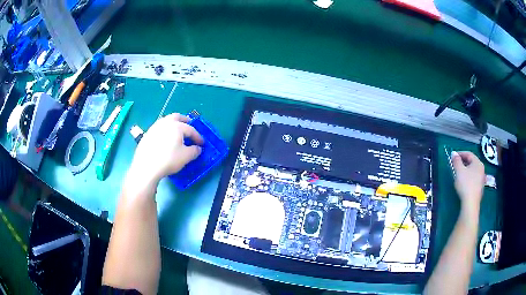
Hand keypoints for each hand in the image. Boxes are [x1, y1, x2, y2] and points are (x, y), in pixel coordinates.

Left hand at [128, 113, 203, 185]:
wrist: (146, 166)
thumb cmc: (168, 160)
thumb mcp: (186, 157)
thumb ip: (195, 151)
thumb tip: (197, 148)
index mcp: (177, 126)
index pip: (190, 129)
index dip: (198, 137)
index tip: (202, 144)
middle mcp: (165, 123)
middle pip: (177, 117)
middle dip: (185, 121)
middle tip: (189, 126)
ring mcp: (154, 127)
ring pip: (166, 121)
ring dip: (173, 125)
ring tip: (177, 133)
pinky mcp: (147, 135)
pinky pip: (159, 129)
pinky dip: (165, 131)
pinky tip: (165, 140)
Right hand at [452, 151, 484, 210]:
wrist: (471, 203)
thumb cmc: (465, 184)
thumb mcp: (459, 171)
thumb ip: (456, 161)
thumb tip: (454, 153)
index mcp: (478, 162)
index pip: (469, 154)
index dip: (460, 153)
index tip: (453, 156)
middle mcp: (481, 169)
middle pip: (471, 162)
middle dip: (463, 162)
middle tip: (455, 164)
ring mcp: (481, 179)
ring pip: (472, 171)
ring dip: (466, 170)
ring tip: (459, 174)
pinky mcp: (479, 188)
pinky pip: (473, 178)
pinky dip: (468, 177)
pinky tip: (464, 183)